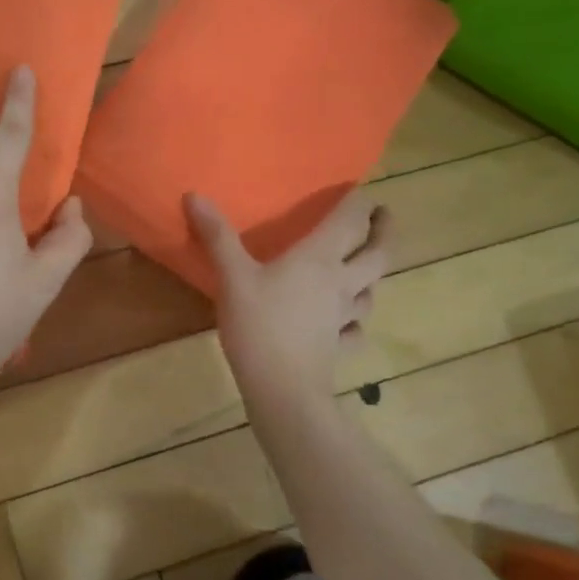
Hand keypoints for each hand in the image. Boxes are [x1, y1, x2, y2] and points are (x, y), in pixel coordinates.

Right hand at [186, 190, 391, 410]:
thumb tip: (194, 194)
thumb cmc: (259, 325)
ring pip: (372, 290)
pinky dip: (356, 321)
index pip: (350, 221)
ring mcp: (344, 317)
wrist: (283, 388)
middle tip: (383, 216)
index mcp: (319, 259)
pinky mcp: (339, 345)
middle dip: (384, 231)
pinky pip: (355, 329)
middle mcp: (341, 283)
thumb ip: (217, 236)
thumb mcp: (232, 276)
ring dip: (373, 274)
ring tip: (365, 266)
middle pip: (377, 253)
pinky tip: (348, 323)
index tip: (361, 190)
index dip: (358, 202)